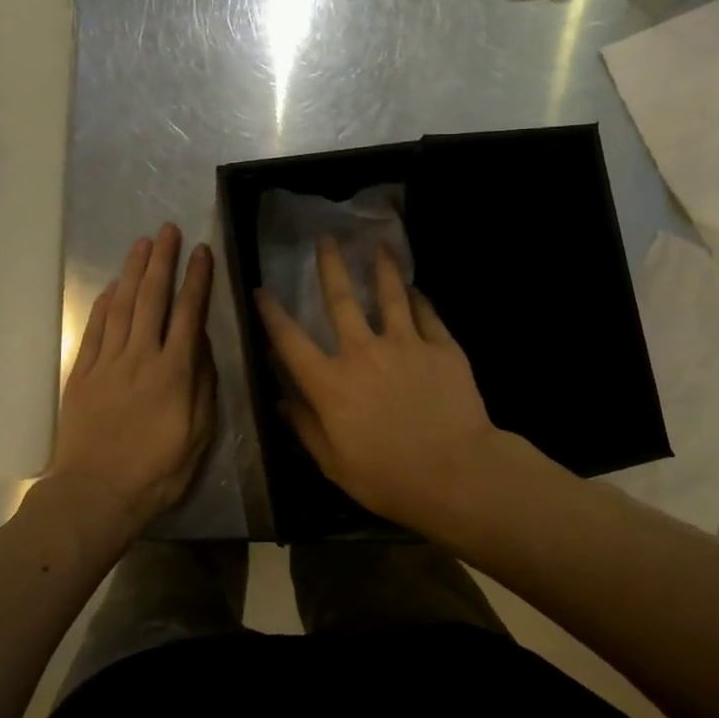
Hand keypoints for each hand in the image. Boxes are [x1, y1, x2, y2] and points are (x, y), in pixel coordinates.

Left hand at [48, 224, 214, 523]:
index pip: (189, 312)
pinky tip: (114, 286)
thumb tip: (202, 341)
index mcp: (175, 371)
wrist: (96, 494)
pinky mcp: (82, 374)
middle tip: (168, 230)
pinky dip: (105, 303)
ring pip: (123, 306)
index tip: (202, 251)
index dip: (197, 279)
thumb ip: (203, 383)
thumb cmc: (158, 470)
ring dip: (133, 272)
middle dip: (162, 261)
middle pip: (152, 298)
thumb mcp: (199, 433)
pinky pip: (95, 329)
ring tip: (143, 244)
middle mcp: (141, 357)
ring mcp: (107, 363)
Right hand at [255, 239, 502, 525]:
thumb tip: (280, 401)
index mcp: (331, 384)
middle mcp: (363, 353)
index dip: (272, 313)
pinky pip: (426, 314)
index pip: (290, 341)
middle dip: (330, 267)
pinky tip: (415, 288)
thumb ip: (305, 428)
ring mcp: (406, 345)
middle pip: (341, 300)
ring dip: (382, 268)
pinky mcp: (441, 347)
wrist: (457, 474)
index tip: (261, 290)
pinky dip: (418, 299)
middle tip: (326, 239)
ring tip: (379, 245)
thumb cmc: (390, 478)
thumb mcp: (335, 465)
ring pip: (390, 295)